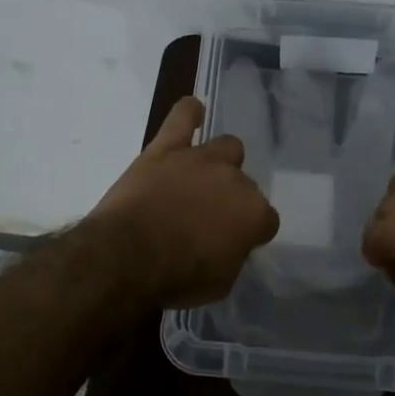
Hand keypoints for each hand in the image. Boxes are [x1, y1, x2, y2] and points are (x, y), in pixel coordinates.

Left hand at [90, 97, 280, 306]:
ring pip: (227, 147)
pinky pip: (183, 117)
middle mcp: (235, 179)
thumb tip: (228, 245)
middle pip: (245, 184)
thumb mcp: (219, 283)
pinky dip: (189, 113)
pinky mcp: (167, 148)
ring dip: (219, 162)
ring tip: (201, 177)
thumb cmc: (176, 277)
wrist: (128, 256)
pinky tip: (193, 112)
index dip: (250, 233)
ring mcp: (201, 158)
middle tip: (207, 219)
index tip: (233, 244)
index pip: (266, 220)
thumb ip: (232, 256)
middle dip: (231, 201)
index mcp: (253, 214)